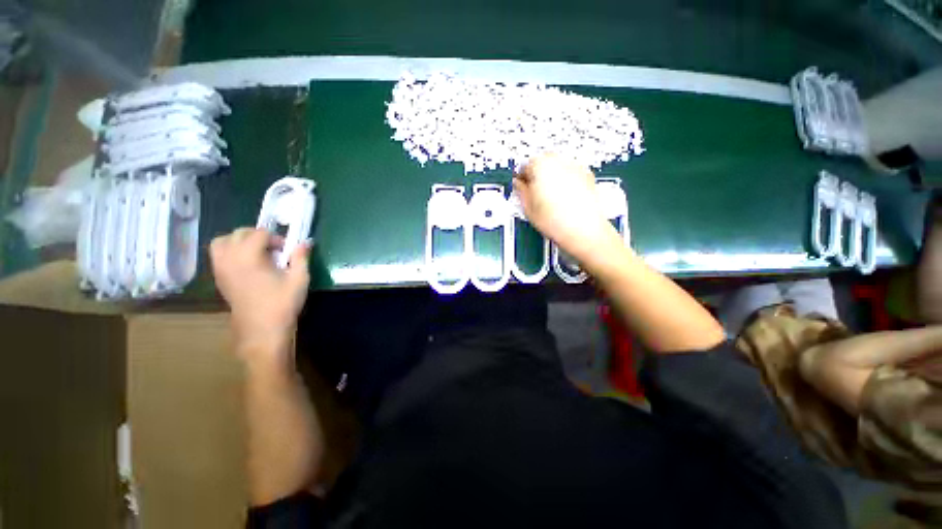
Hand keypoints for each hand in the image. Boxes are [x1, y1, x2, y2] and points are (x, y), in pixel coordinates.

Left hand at [210, 228, 309, 364]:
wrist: (263, 328)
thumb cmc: (282, 302)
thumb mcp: (299, 278)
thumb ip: (301, 257)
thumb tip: (305, 242)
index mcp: (248, 256)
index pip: (260, 233)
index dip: (276, 239)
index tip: (287, 251)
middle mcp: (229, 258)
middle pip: (239, 233)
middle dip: (258, 236)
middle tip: (275, 249)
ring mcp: (220, 268)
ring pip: (223, 241)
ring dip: (240, 241)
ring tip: (257, 252)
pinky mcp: (219, 278)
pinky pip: (219, 255)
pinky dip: (231, 251)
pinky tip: (248, 264)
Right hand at [514, 154, 615, 257]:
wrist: (583, 231)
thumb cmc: (557, 222)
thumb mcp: (528, 209)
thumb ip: (521, 192)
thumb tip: (518, 185)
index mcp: (540, 167)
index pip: (524, 165)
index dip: (521, 178)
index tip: (521, 186)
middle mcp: (558, 162)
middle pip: (542, 161)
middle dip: (537, 174)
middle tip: (534, 192)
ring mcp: (575, 167)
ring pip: (557, 166)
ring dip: (551, 176)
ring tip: (549, 197)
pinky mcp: (587, 175)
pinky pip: (571, 173)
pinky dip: (566, 181)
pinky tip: (563, 198)